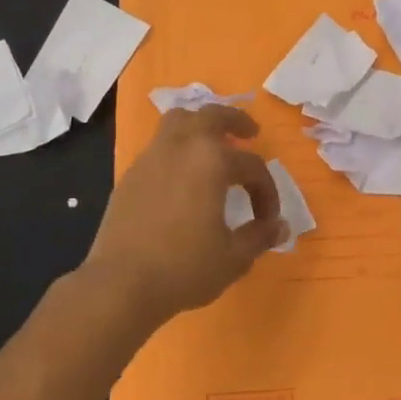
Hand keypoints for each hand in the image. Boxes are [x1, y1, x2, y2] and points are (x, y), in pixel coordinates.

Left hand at [82, 104, 285, 328]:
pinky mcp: (130, 175)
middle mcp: (181, 148)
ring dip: (200, 125)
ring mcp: (151, 158)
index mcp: (212, 161)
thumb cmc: (184, 268)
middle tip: (250, 132)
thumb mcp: (233, 257)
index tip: (268, 220)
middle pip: (211, 115)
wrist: (121, 284)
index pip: (252, 166)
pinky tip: (182, 175)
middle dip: (235, 120)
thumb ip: (259, 236)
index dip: (267, 192)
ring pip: (178, 121)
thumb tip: (280, 227)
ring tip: (212, 143)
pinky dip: (176, 148)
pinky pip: (158, 146)